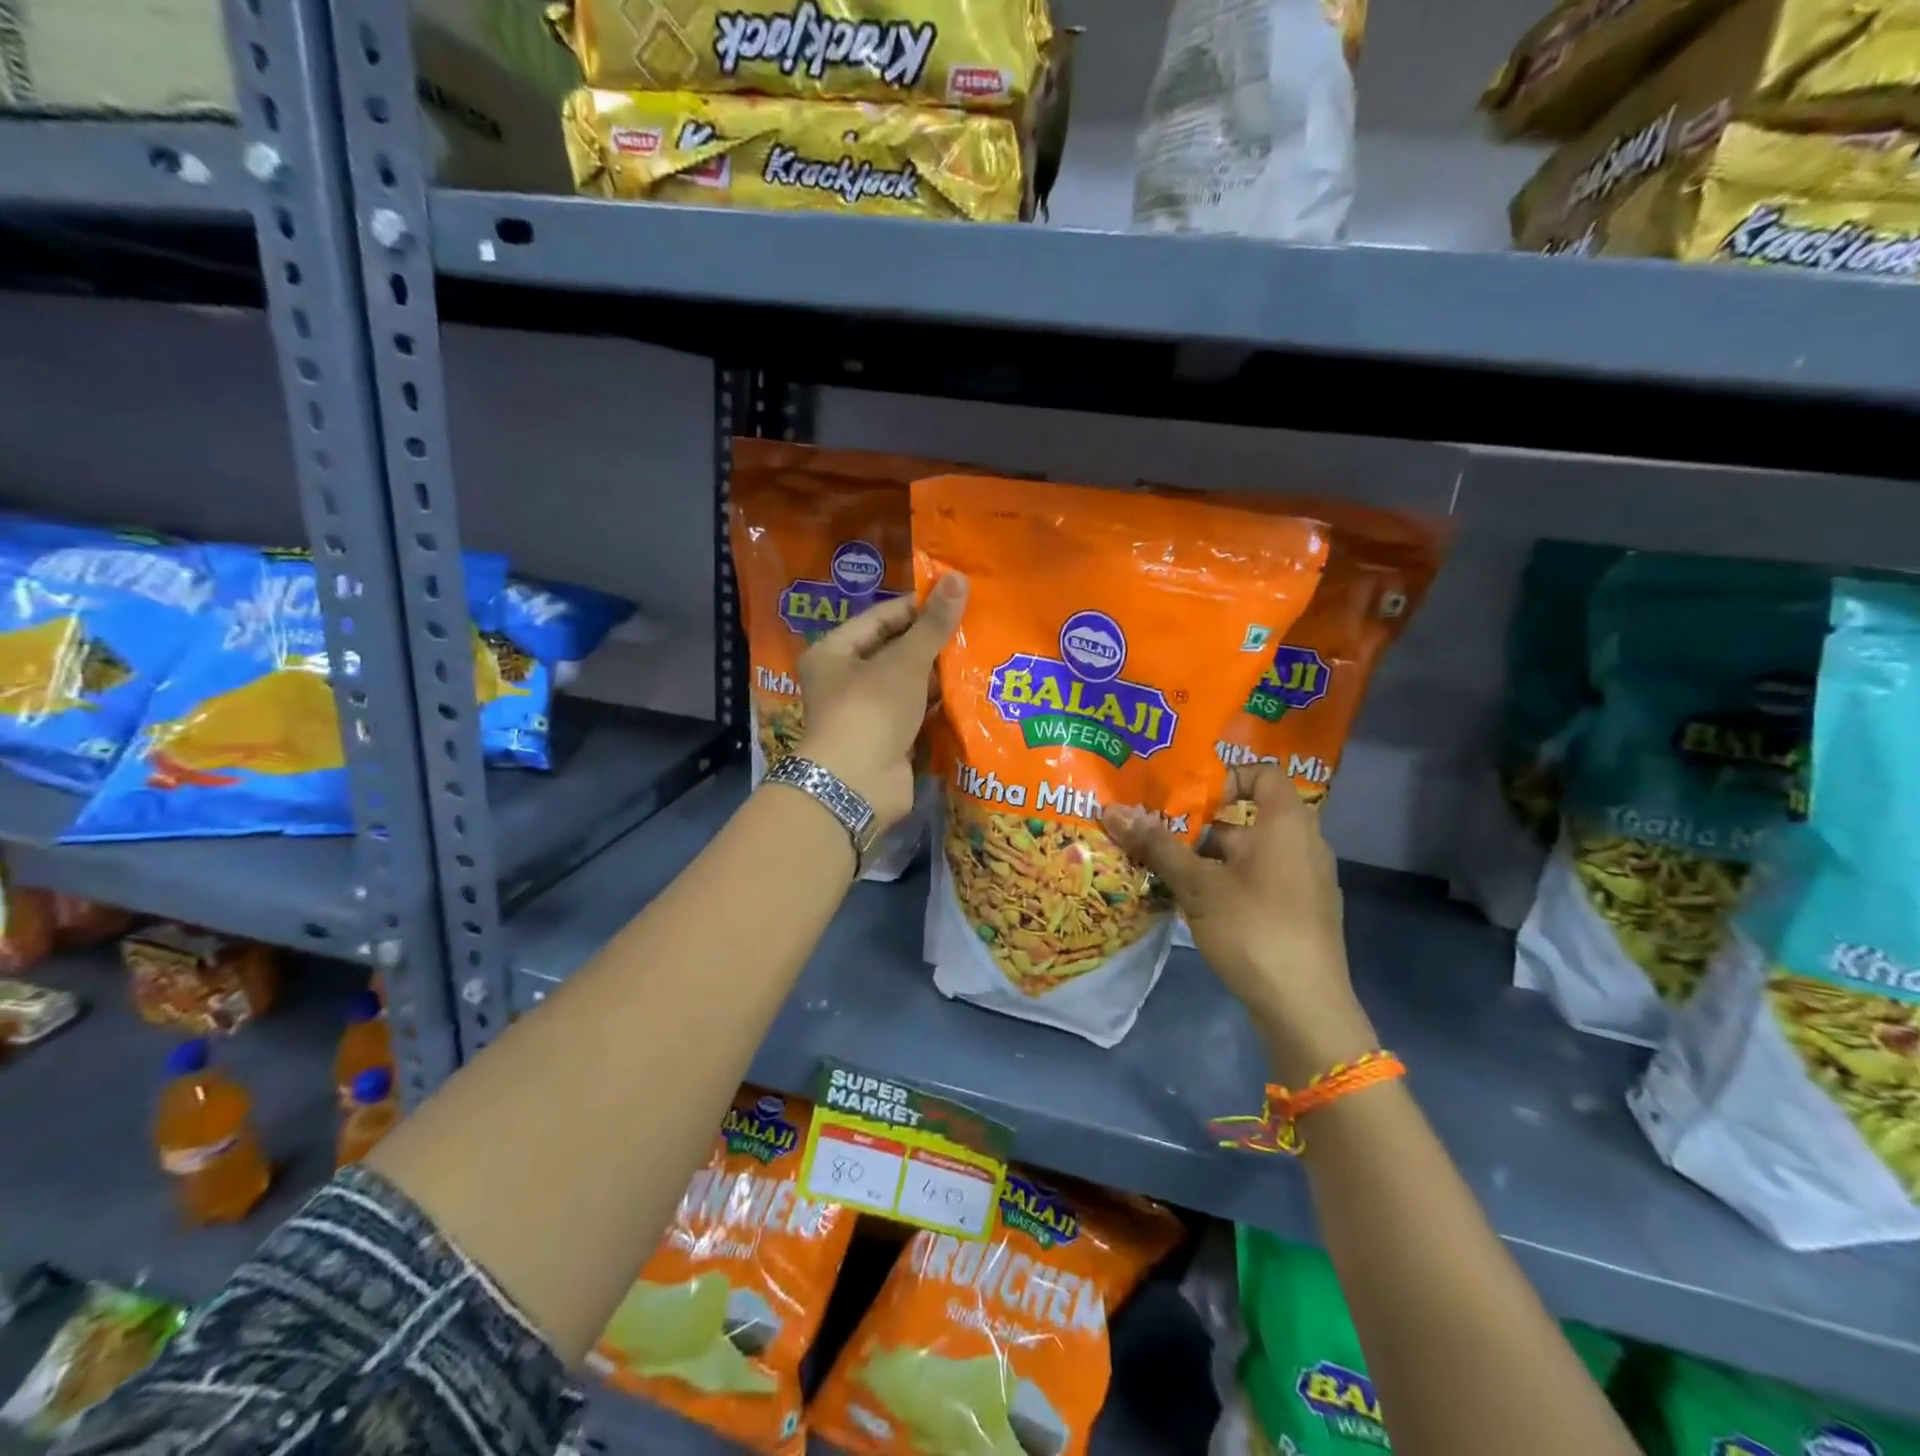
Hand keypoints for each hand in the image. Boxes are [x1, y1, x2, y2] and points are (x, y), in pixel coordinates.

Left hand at [796, 572, 966, 829]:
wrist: (857, 785)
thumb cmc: (870, 710)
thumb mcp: (904, 662)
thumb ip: (933, 625)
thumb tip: (958, 577)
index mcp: (834, 653)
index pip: (880, 618)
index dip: (917, 608)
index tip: (956, 600)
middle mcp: (846, 681)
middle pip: (894, 652)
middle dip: (932, 644)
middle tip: (975, 628)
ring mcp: (867, 714)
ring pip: (908, 685)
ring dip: (939, 676)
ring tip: (981, 656)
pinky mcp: (888, 741)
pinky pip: (917, 715)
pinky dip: (939, 706)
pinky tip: (972, 693)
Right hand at [1103, 765, 1375, 1085]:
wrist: (1305, 1010)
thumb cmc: (1254, 930)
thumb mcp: (1198, 885)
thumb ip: (1157, 846)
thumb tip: (1111, 810)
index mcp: (1287, 824)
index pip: (1262, 774)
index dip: (1224, 778)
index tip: (1186, 800)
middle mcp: (1302, 845)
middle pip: (1245, 818)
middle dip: (1197, 826)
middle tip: (1154, 834)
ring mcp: (1304, 882)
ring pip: (1247, 854)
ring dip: (1205, 858)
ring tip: (1160, 870)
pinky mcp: (1298, 913)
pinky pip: (1257, 881)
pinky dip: (1225, 883)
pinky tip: (1191, 904)